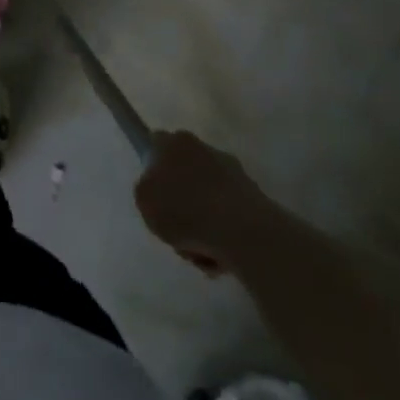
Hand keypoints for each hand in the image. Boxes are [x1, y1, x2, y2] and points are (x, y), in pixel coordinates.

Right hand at [134, 130, 282, 277]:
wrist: (243, 234)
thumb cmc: (184, 211)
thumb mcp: (143, 200)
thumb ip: (147, 189)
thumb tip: (161, 189)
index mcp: (175, 143)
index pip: (156, 144)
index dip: (152, 166)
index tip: (153, 191)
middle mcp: (205, 149)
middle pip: (185, 174)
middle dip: (181, 200)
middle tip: (175, 227)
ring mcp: (234, 173)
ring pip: (208, 199)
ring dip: (203, 223)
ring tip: (200, 252)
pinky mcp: (255, 199)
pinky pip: (229, 217)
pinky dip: (223, 235)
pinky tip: (219, 257)